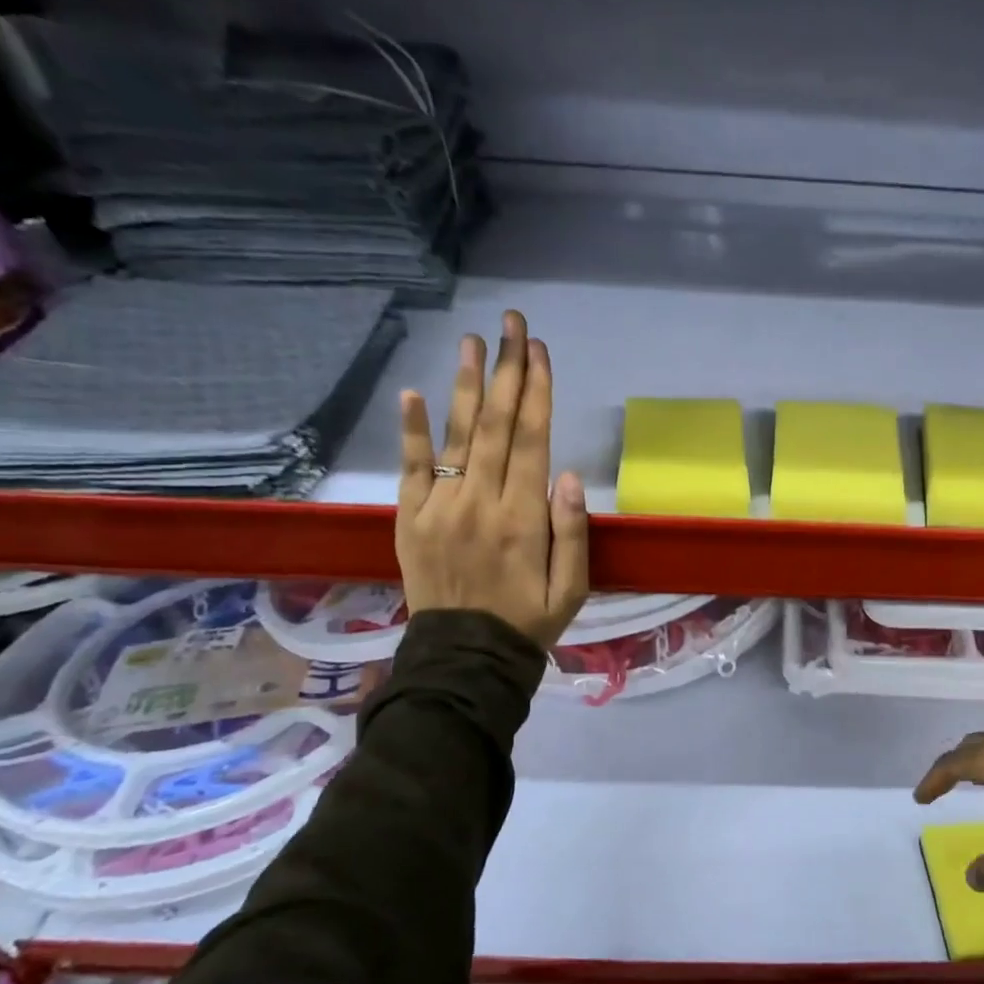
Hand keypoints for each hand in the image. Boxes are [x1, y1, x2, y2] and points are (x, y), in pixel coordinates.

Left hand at [395, 309, 589, 645]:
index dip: (538, 392)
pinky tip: (412, 393)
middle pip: (497, 425)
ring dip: (467, 385)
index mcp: (523, 519)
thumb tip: (570, 475)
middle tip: (511, 324)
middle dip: (507, 370)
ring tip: (472, 341)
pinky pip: (411, 469)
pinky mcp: (410, 519)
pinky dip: (411, 430)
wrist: (465, 660)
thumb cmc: (528, 622)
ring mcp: (440, 509)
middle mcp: (480, 503)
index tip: (540, 350)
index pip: (533, 440)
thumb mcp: (572, 588)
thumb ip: (573, 532)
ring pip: (457, 436)